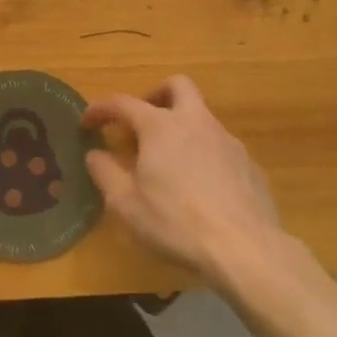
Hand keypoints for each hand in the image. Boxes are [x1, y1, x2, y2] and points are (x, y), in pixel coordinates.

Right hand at [83, 74, 284, 282]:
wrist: (246, 249)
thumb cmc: (176, 223)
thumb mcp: (126, 204)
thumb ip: (105, 173)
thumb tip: (95, 154)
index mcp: (160, 126)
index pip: (122, 103)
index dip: (100, 109)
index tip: (87, 122)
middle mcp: (195, 122)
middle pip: (177, 86)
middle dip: (156, 95)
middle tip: (142, 123)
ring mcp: (227, 141)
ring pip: (201, 117)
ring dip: (181, 128)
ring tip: (169, 164)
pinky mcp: (249, 164)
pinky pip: (220, 147)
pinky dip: (203, 154)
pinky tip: (200, 188)